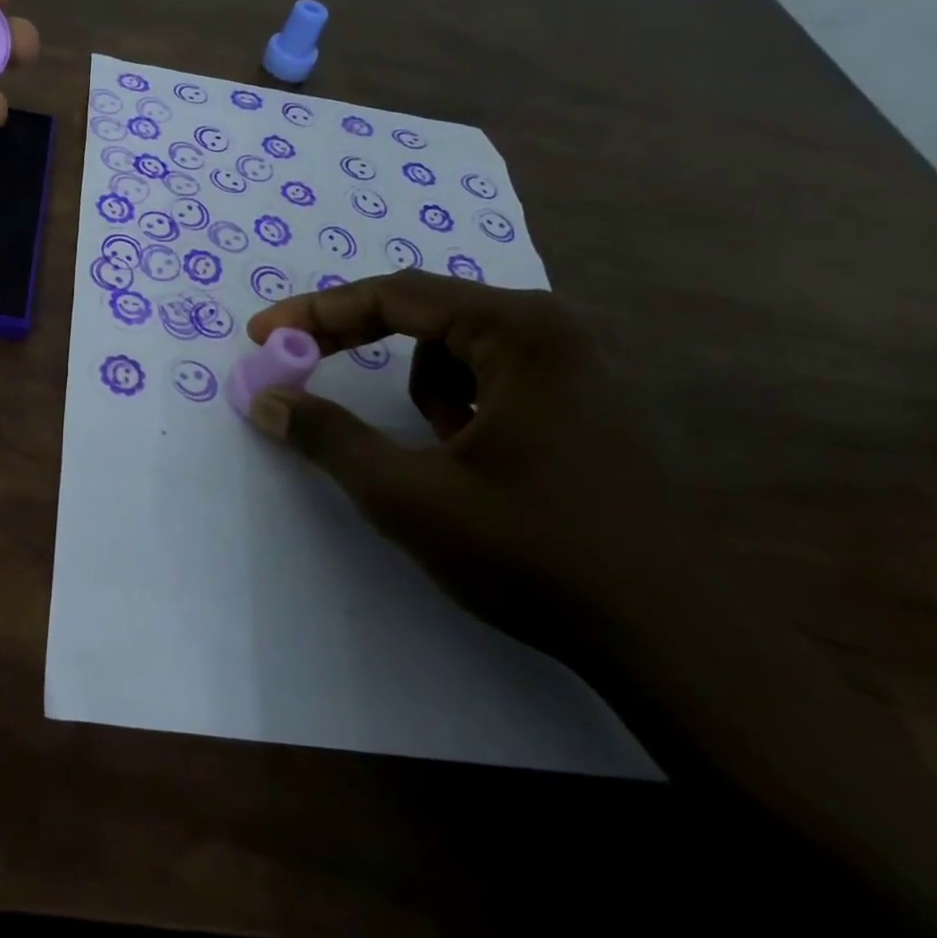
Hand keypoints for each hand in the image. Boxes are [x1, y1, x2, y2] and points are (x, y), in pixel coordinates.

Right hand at [246, 271, 677, 659]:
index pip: (394, 295)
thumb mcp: (408, 495)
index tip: (262, 334)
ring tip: (440, 454)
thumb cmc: (535, 554)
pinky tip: (480, 463)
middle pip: (425, 314)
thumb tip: (265, 401)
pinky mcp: (588, 399)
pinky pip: (495, 377)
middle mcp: (555, 328)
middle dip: (359, 343)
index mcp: (520, 331)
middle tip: (301, 364)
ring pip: (458, 350)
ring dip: (424, 391)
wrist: (674, 642)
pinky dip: (462, 407)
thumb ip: (328, 437)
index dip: (317, 313)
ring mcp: (580, 363)